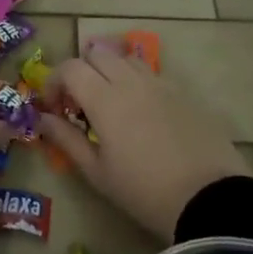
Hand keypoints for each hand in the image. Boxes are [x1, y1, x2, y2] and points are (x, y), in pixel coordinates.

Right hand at [39, 47, 245, 239]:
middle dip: (81, 71)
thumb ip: (66, 139)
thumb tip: (42, 118)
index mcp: (104, 99)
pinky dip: (136, 82)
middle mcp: (131, 81)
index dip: (54, 81)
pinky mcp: (184, 93)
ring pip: (126, 59)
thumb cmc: (144, 191)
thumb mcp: (97, 173)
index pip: (70, 67)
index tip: (54, 107)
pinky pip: (152, 74)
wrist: (210, 199)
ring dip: (110, 71)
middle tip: (80, 103)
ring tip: (111, 103)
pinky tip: (142, 112)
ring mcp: (161, 84)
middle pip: (97, 54)